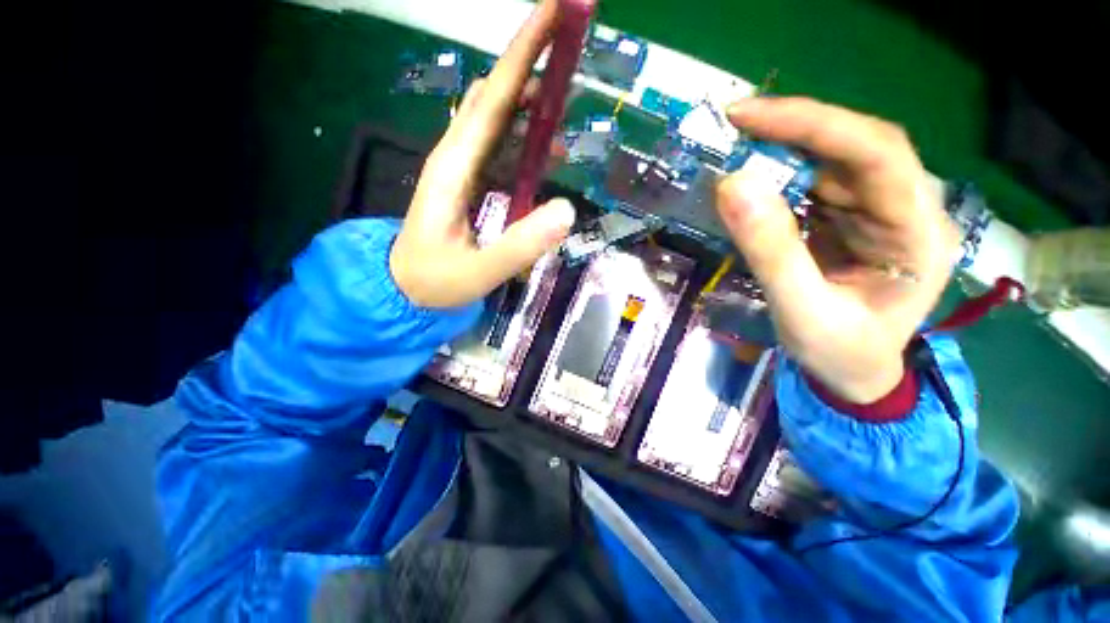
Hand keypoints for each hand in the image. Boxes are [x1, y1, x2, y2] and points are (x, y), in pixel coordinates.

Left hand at [390, 0, 574, 308]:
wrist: (404, 287)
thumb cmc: (436, 280)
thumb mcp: (479, 271)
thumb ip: (521, 245)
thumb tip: (568, 210)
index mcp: (455, 167)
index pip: (493, 99)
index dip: (523, 53)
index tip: (556, 12)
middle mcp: (455, 155)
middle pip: (495, 95)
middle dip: (530, 61)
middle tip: (570, 42)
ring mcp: (461, 166)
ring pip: (496, 117)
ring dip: (530, 100)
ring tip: (565, 100)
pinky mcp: (468, 180)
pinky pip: (498, 144)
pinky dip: (524, 134)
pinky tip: (545, 145)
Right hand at [717, 98, 959, 402]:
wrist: (852, 374)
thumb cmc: (840, 354)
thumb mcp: (802, 312)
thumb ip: (771, 251)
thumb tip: (732, 186)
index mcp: (919, 233)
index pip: (878, 153)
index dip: (815, 125)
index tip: (749, 116)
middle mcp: (906, 208)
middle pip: (857, 145)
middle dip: (794, 129)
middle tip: (734, 125)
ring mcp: (877, 211)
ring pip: (834, 159)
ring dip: (782, 150)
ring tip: (735, 149)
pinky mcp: (849, 219)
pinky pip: (814, 183)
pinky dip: (778, 176)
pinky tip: (751, 180)